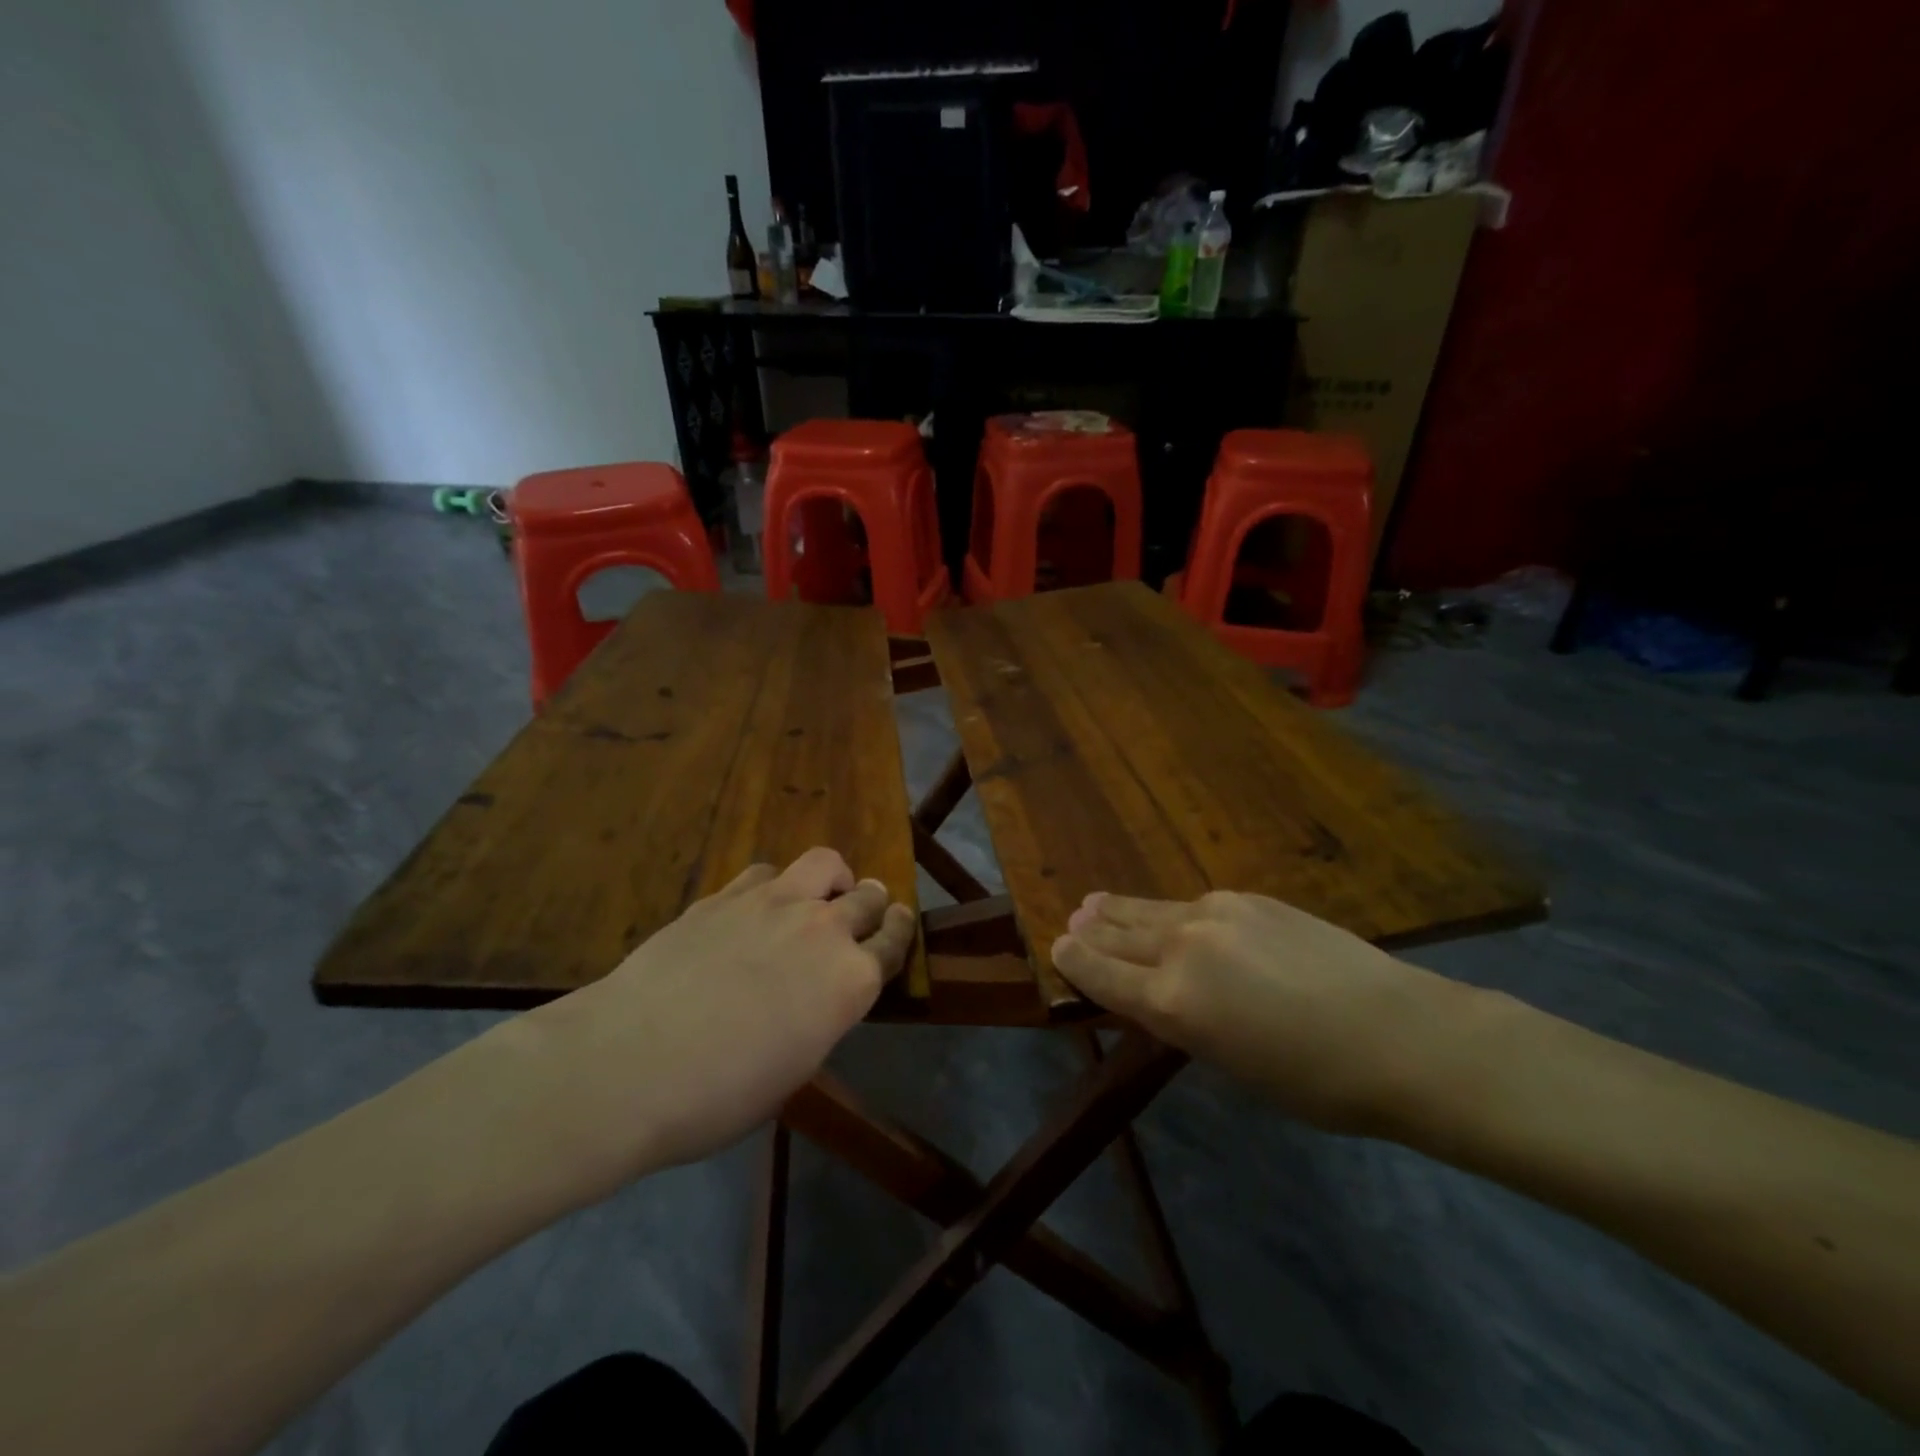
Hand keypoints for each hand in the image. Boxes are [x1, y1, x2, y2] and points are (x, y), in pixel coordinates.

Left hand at [520, 848, 915, 1193]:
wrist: (631, 1062)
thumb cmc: (719, 1095)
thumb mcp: (793, 1070)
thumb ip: (819, 1019)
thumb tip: (814, 999)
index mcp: (850, 981)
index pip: (893, 943)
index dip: (899, 931)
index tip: (899, 923)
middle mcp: (823, 929)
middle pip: (867, 897)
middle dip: (872, 902)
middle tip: (864, 909)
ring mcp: (774, 903)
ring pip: (824, 865)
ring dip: (831, 880)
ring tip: (817, 896)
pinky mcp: (727, 895)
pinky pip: (768, 873)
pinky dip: (775, 886)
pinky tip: (757, 908)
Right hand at [1052, 890, 1471, 1135]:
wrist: (1398, 1033)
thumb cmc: (1315, 1081)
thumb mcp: (1233, 1065)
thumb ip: (1187, 1023)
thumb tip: (1160, 996)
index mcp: (1172, 1002)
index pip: (1103, 975)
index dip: (1076, 961)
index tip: (1057, 947)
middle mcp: (1182, 948)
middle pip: (1120, 934)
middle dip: (1093, 929)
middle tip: (1073, 919)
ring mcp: (1216, 914)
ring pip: (1152, 909)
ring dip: (1121, 909)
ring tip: (1096, 902)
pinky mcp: (1249, 899)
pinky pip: (1193, 903)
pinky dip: (1170, 909)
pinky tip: (1170, 911)